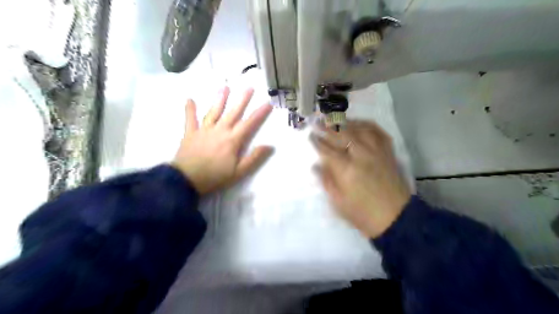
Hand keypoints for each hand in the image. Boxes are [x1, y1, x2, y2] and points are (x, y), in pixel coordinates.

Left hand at [171, 86, 273, 193]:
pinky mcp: (190, 133)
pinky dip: (190, 110)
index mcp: (232, 140)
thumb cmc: (215, 177)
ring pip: (214, 112)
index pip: (249, 123)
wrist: (186, 180)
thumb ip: (254, 158)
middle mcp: (220, 130)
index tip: (268, 103)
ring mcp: (204, 130)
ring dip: (220, 99)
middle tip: (249, 87)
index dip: (259, 113)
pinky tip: (189, 99)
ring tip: (225, 87)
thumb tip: (269, 146)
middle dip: (242, 100)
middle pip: (233, 112)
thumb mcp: (239, 172)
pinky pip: (190, 119)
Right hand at [313, 120, 411, 237]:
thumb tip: (316, 165)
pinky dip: (368, 125)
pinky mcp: (388, 153)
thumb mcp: (339, 202)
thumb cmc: (362, 213)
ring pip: (361, 129)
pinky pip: (379, 132)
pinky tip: (360, 124)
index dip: (317, 142)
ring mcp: (377, 152)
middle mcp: (362, 156)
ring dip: (347, 123)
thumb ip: (327, 181)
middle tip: (319, 122)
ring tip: (337, 120)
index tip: (310, 135)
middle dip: (328, 127)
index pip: (328, 150)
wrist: (395, 218)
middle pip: (343, 135)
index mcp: (347, 170)